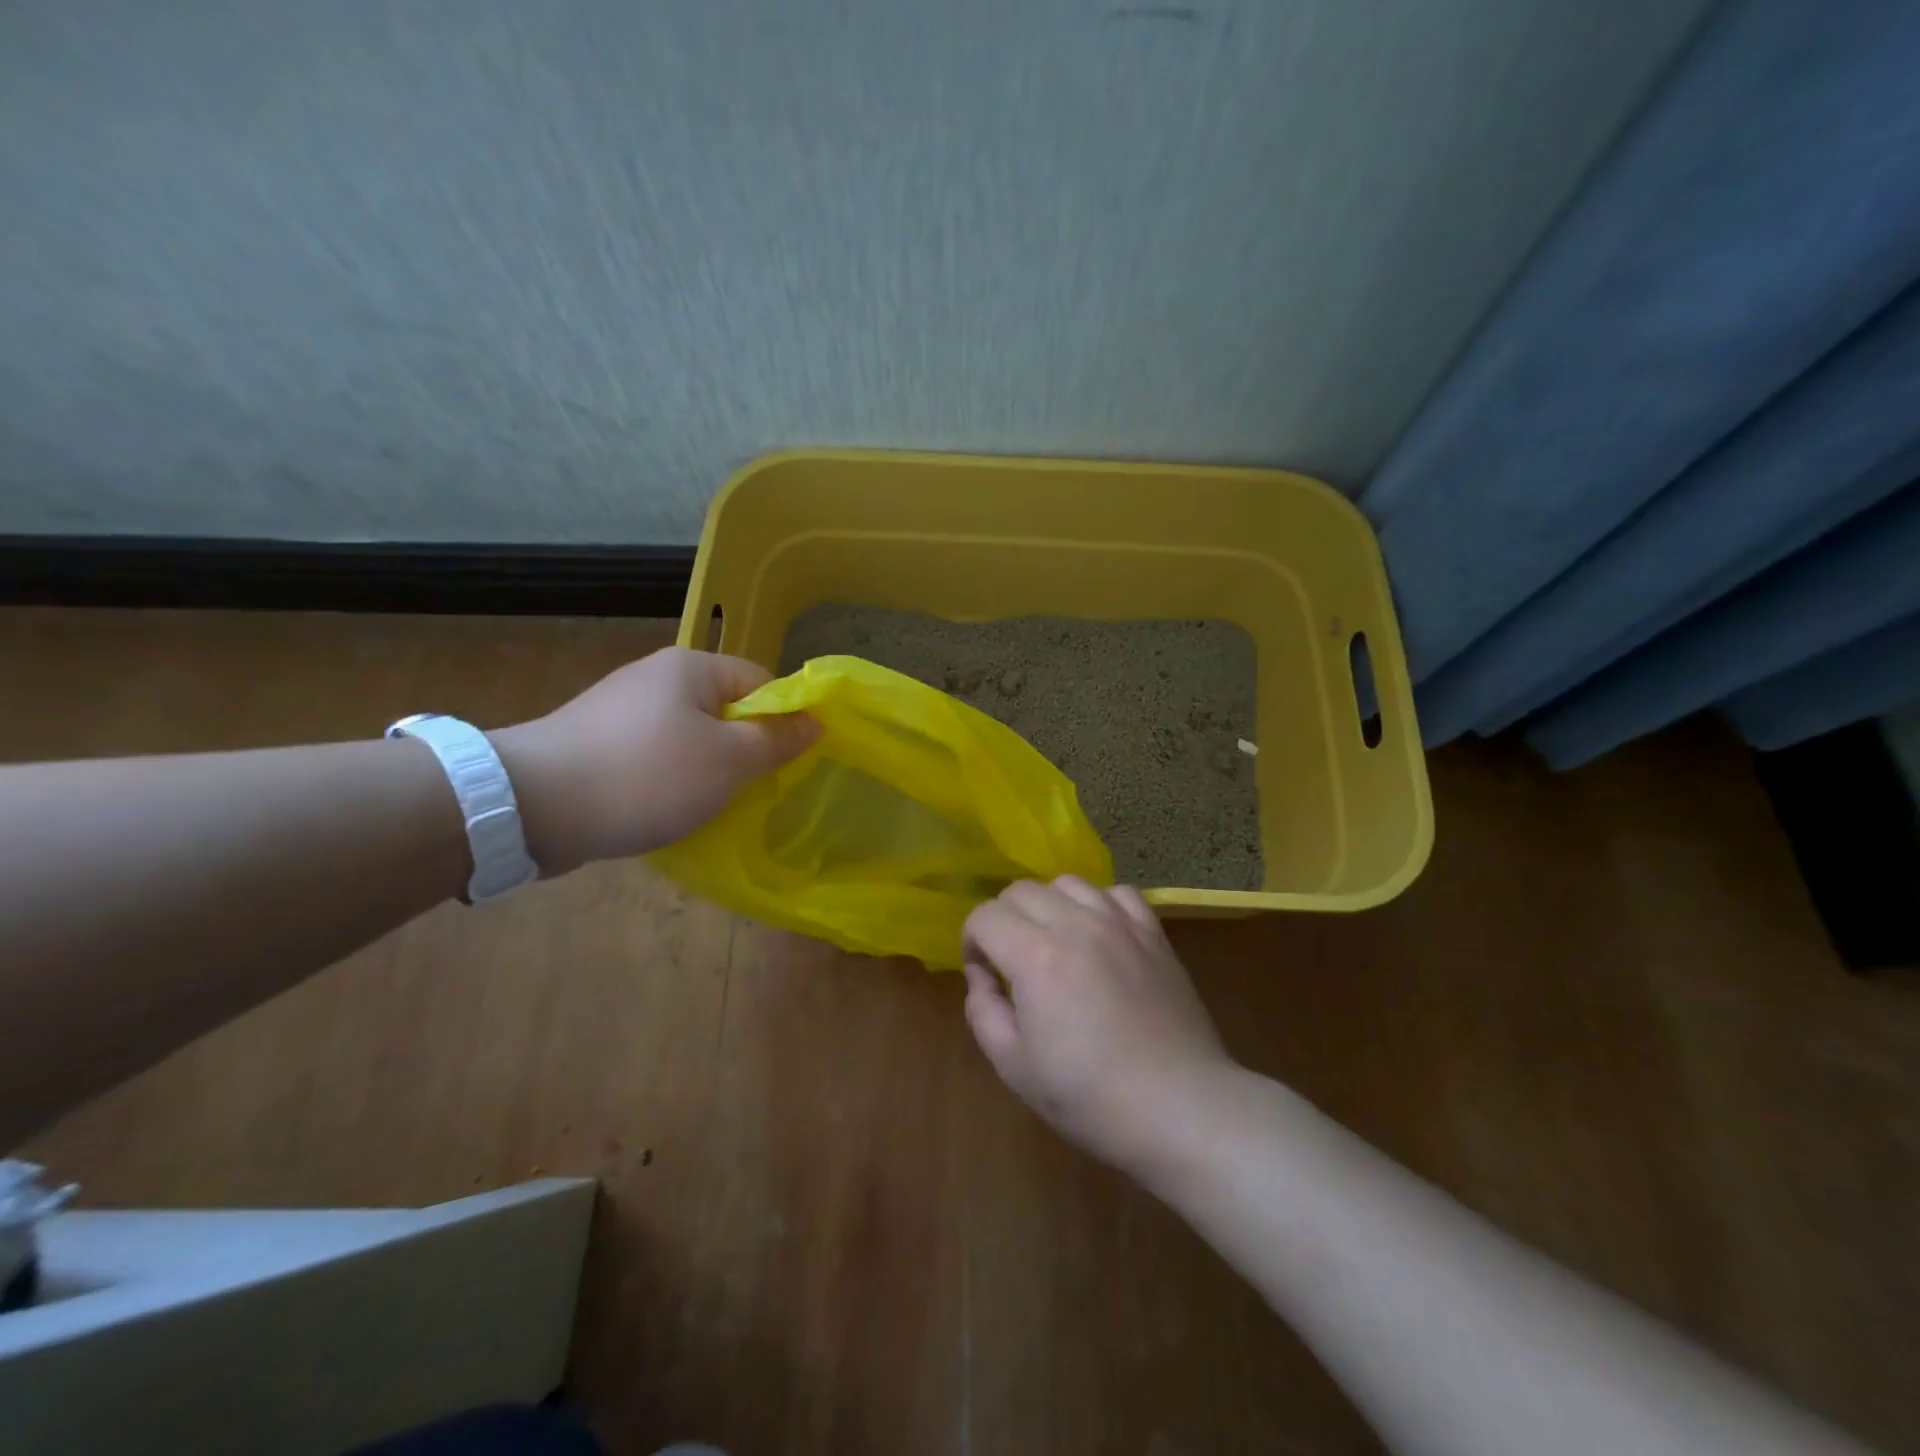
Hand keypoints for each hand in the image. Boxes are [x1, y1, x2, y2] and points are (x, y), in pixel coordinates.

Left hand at [490, 647, 818, 874]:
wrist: (531, 806)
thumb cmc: (647, 775)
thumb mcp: (729, 760)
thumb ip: (777, 740)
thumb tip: (815, 722)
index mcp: (691, 668)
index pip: (761, 682)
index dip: (783, 719)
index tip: (788, 761)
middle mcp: (655, 678)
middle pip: (725, 710)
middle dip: (744, 749)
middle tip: (754, 790)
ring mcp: (620, 710)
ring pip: (690, 737)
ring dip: (708, 770)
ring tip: (712, 806)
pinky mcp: (596, 743)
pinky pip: (654, 757)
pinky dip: (669, 780)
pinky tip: (667, 809)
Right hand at [961, 876, 1235, 1175]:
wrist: (1179, 1107)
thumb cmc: (1089, 1097)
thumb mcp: (1014, 1066)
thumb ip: (983, 1011)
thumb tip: (981, 976)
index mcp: (1035, 956)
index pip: (985, 916)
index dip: (971, 941)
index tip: (983, 975)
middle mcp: (1075, 924)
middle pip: (1021, 891)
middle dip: (1003, 920)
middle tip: (1011, 962)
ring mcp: (1119, 923)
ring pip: (1067, 883)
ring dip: (1047, 906)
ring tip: (1054, 943)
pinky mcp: (1153, 933)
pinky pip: (1117, 892)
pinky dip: (1098, 904)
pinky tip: (1099, 934)